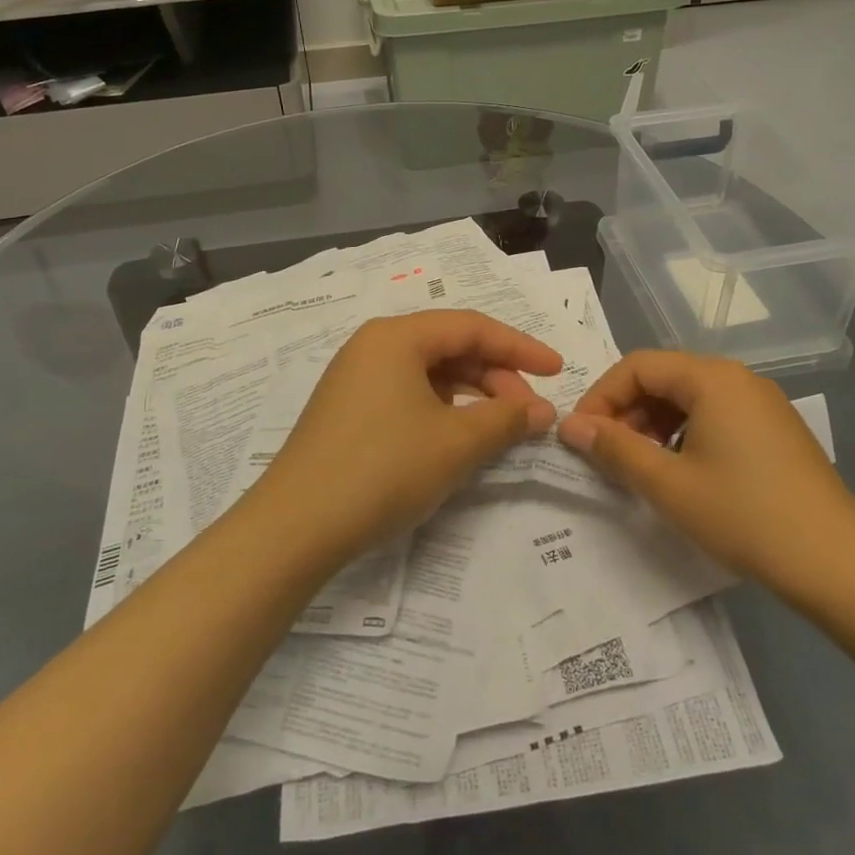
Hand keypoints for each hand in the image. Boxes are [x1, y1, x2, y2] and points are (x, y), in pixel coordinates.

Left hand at [252, 311, 561, 560]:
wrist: (296, 526)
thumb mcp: (456, 443)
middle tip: (529, 415)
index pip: (472, 327)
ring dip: (471, 395)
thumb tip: (543, 410)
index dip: (521, 348)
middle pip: (449, 347)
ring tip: (500, 429)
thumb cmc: (383, 469)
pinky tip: (458, 437)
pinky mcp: (347, 410)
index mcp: (396, 337)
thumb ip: (506, 418)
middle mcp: (373, 346)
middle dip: (496, 377)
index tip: (558, 371)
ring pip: (428, 373)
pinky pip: (407, 394)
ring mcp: (355, 378)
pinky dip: (441, 410)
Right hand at [557, 350, 854, 606]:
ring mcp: (762, 404)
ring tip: (641, 467)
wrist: (838, 564)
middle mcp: (739, 378)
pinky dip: (685, 435)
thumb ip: (614, 449)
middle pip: (664, 377)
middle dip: (627, 411)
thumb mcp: (668, 485)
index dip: (601, 396)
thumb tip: (569, 425)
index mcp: (712, 378)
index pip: (638, 366)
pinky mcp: (776, 430)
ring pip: (689, 399)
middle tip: (607, 454)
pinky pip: (716, 416)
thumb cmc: (745, 516)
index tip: (581, 436)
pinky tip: (681, 473)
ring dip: (654, 425)